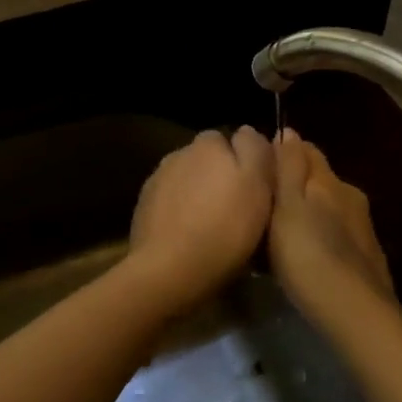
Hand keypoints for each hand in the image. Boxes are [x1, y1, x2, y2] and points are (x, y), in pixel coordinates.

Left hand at [128, 128, 274, 297]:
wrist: (169, 270)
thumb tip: (247, 131)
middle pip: (207, 160)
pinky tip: (188, 236)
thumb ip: (255, 149)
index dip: (245, 162)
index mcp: (208, 143)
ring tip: (212, 226)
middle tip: (237, 209)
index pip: (232, 139)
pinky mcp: (143, 207)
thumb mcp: (258, 185)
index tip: (256, 189)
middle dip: (220, 176)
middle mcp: (179, 152)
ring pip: (187, 180)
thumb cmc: (225, 227)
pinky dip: (180, 212)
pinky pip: (170, 202)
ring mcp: (157, 179)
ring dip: (198, 194)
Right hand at [268, 130, 394, 315]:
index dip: (284, 150)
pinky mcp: (367, 256)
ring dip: (308, 212)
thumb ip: (289, 168)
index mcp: (330, 181)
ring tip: (280, 231)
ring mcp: (363, 228)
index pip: (307, 149)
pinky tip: (306, 254)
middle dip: (295, 183)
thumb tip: (289, 130)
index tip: (259, 163)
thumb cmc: (309, 255)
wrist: (355, 312)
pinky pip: (336, 233)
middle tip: (265, 200)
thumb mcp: (288, 207)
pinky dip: (320, 235)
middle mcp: (350, 196)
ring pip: (328, 207)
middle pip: (319, 178)